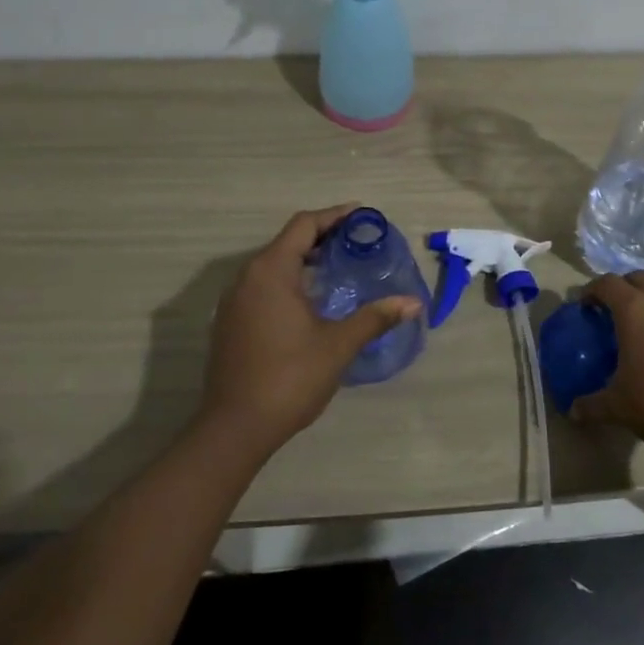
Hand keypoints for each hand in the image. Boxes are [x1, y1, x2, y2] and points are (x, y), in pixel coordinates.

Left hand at [199, 204, 422, 456]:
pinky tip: (312, 301)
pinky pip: (263, 286)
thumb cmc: (289, 378)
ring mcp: (234, 301)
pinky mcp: (230, 322)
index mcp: (271, 271)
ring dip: (305, 260)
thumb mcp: (338, 345)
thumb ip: (375, 318)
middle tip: (357, 242)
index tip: (362, 215)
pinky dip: (289, 281)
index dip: (334, 216)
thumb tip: (413, 303)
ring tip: (339, 268)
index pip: (304, 225)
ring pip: (273, 265)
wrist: (234, 429)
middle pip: (288, 241)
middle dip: (323, 237)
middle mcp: (247, 277)